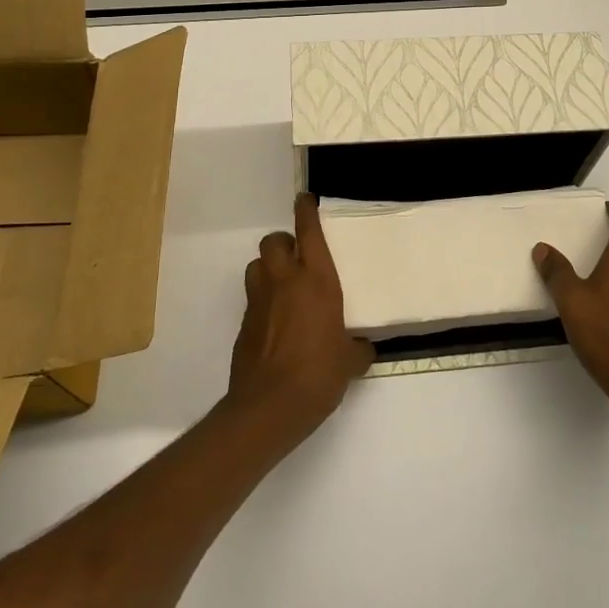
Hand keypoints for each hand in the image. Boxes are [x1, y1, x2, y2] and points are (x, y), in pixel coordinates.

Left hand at [229, 193, 374, 444]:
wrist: (268, 407)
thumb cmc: (318, 374)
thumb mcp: (349, 362)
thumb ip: (358, 348)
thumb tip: (364, 348)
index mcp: (316, 280)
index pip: (308, 231)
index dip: (305, 210)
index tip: (306, 199)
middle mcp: (285, 281)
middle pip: (274, 241)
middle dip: (284, 243)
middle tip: (298, 257)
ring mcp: (260, 301)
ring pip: (257, 265)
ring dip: (268, 268)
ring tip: (284, 286)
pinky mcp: (244, 324)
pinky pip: (253, 298)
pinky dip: (263, 299)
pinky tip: (277, 321)